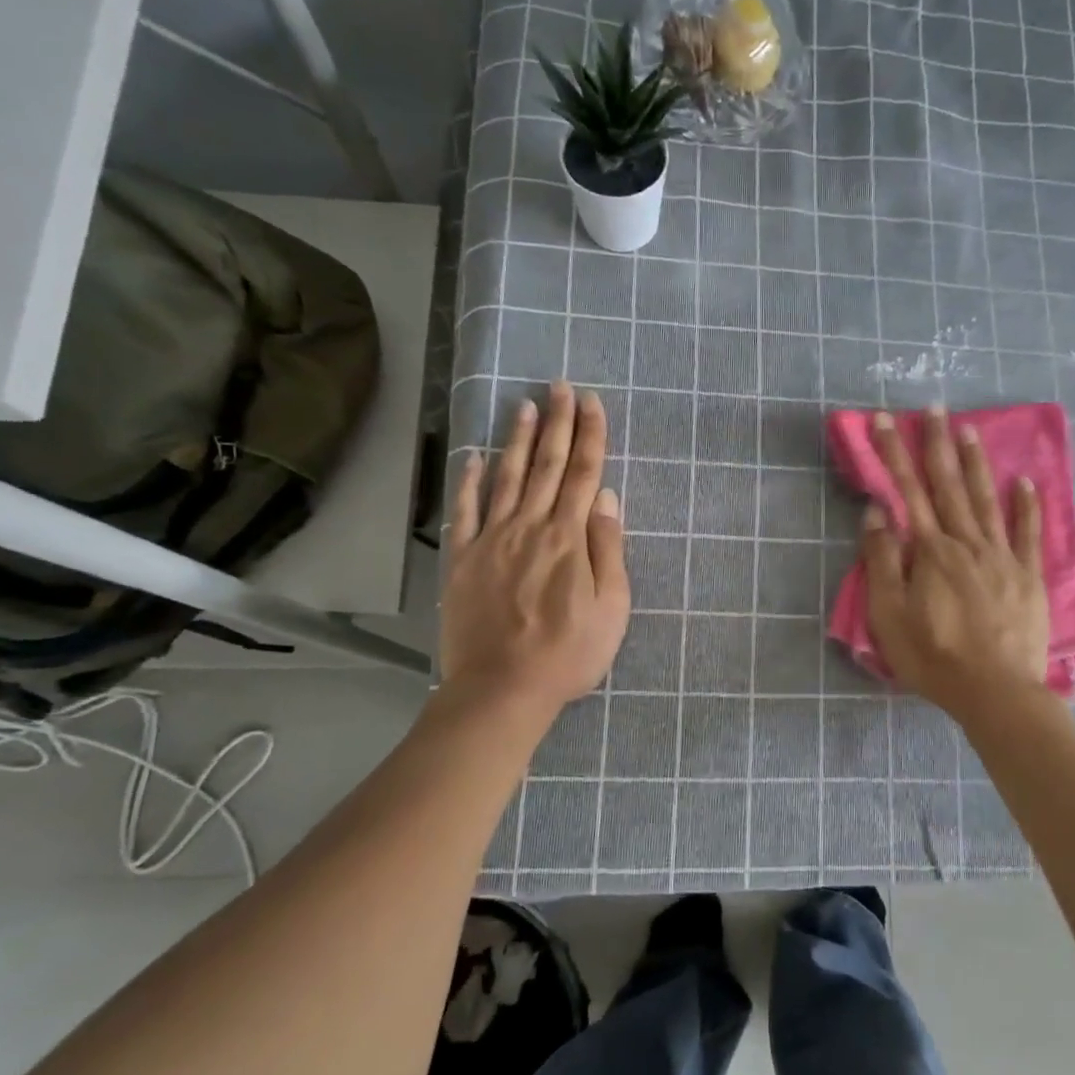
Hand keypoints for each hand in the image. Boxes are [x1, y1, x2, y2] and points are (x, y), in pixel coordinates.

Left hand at [437, 381, 629, 717]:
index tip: (592, 401)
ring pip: (508, 477)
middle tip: (560, 386)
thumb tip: (607, 498)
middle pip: (548, 466)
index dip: (591, 435)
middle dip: (558, 423)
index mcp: (569, 538)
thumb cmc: (568, 654)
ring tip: (526, 405)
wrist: (503, 688)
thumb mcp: (611, 608)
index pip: (585, 474)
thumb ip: (609, 550)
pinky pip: (466, 510)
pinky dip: (470, 480)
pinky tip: (475, 456)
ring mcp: (492, 540)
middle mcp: (530, 527)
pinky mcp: (464, 559)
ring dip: (519, 439)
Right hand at [862, 407, 1050, 720]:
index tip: (884, 419)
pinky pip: (1027, 533)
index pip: (908, 491)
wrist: (995, 691)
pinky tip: (1024, 481)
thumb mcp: (889, 615)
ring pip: (986, 499)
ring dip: (976, 463)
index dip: (894, 453)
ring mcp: (1001, 557)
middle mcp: (967, 543)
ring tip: (970, 429)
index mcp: (931, 551)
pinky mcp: (1028, 576)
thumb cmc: (933, 656)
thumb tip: (878, 512)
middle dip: (937, 444)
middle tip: (934, 407)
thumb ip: (883, 561)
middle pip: (948, 485)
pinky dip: (1026, 505)